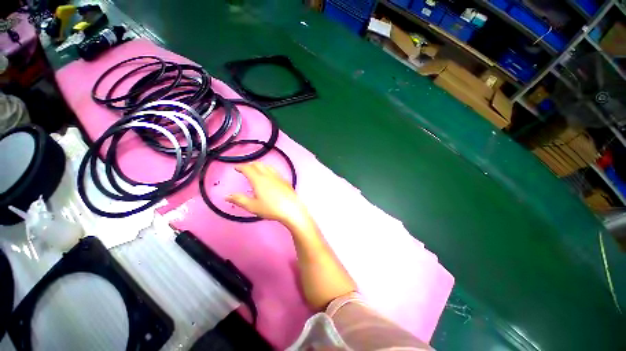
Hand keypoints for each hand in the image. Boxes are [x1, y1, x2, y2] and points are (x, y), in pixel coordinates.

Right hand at [226, 162, 307, 225]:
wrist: (292, 209)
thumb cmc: (271, 208)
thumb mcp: (252, 206)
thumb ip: (239, 200)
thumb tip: (227, 196)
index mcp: (259, 179)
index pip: (248, 168)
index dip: (240, 166)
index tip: (236, 168)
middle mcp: (269, 175)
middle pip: (258, 164)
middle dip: (250, 165)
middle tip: (244, 169)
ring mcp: (278, 176)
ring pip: (267, 166)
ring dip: (259, 166)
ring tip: (256, 171)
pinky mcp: (285, 180)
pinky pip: (274, 171)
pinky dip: (268, 170)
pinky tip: (269, 177)